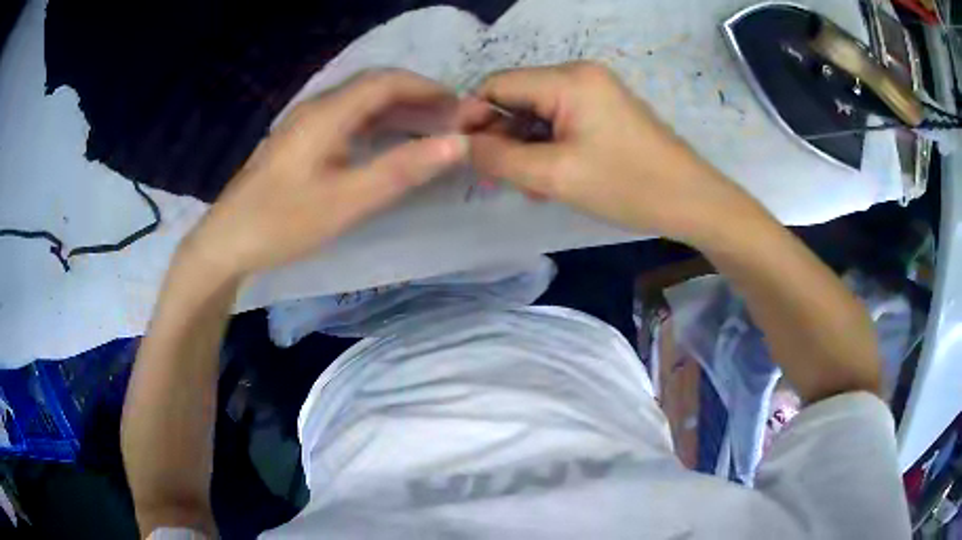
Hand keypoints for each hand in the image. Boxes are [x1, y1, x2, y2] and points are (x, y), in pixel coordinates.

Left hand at [180, 69, 466, 279]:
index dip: (427, 88)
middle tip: (449, 121)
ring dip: (396, 111)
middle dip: (416, 98)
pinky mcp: (298, 142)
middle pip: (373, 87)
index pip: (386, 81)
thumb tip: (457, 143)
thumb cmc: (283, 222)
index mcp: (327, 113)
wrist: (226, 242)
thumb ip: (402, 169)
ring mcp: (304, 124)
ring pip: (359, 104)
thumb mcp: (348, 200)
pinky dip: (375, 126)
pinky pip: (345, 120)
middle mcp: (316, 108)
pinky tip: (386, 144)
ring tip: (428, 131)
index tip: (460, 107)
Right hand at [459, 62, 760, 244]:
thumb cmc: (628, 186)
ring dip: (524, 146)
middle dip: (500, 135)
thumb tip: (460, 145)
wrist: (693, 202)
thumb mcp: (555, 176)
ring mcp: (596, 91)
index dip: (473, 116)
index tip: (462, 154)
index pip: (497, 84)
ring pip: (538, 112)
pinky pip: (562, 121)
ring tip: (526, 186)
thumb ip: (499, 157)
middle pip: (518, 96)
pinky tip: (549, 178)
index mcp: (568, 79)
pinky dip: (548, 146)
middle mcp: (580, 74)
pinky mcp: (606, 110)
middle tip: (496, 178)